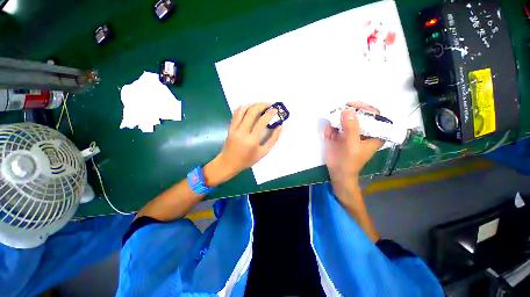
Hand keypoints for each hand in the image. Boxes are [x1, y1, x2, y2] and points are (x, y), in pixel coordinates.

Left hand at [204, 103, 282, 185]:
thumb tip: (280, 127)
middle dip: (261, 105)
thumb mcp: (263, 152)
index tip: (275, 110)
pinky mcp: (230, 126)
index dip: (270, 113)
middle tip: (269, 105)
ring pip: (242, 109)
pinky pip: (236, 113)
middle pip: (251, 112)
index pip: (262, 121)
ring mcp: (234, 128)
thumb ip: (273, 139)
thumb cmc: (247, 159)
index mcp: (252, 140)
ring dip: (252, 104)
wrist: (229, 162)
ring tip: (260, 105)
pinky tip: (250, 108)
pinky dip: (244, 107)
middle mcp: (242, 132)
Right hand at [324, 102, 383, 196]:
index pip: (374, 115)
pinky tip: (329, 137)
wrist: (337, 173)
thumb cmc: (349, 161)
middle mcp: (363, 131)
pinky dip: (330, 130)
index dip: (364, 108)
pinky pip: (335, 128)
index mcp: (374, 134)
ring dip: (336, 123)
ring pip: (344, 121)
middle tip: (336, 113)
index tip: (351, 106)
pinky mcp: (340, 136)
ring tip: (332, 132)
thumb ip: (351, 127)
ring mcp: (350, 133)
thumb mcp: (352, 144)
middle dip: (345, 114)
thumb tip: (347, 110)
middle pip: (357, 115)